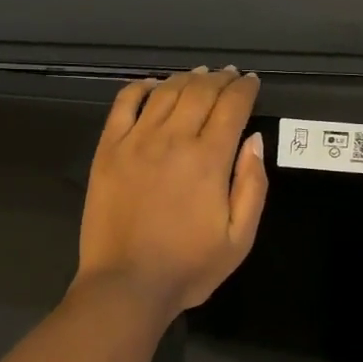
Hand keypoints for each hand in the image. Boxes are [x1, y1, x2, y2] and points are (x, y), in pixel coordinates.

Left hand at [75, 66, 268, 318]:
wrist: (126, 285)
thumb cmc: (188, 267)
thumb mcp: (239, 238)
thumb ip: (252, 185)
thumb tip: (254, 139)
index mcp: (208, 159)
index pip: (232, 107)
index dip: (245, 89)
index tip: (251, 82)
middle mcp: (173, 139)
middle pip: (200, 92)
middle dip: (220, 79)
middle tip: (230, 76)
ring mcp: (136, 141)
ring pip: (165, 92)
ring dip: (186, 78)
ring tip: (200, 76)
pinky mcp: (108, 149)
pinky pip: (124, 104)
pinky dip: (140, 87)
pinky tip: (153, 85)